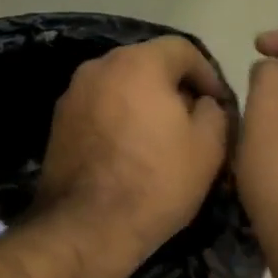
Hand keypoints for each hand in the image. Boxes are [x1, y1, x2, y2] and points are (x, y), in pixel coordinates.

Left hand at [35, 36, 231, 258]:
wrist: (87, 227)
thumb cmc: (156, 182)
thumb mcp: (208, 147)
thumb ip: (214, 111)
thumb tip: (203, 102)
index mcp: (138, 63)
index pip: (182, 49)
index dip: (208, 73)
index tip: (219, 104)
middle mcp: (99, 67)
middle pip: (147, 64)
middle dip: (174, 87)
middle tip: (193, 120)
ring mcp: (72, 94)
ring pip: (120, 86)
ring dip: (144, 102)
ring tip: (161, 138)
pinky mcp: (58, 122)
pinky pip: (99, 108)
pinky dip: (118, 118)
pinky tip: (130, 150)